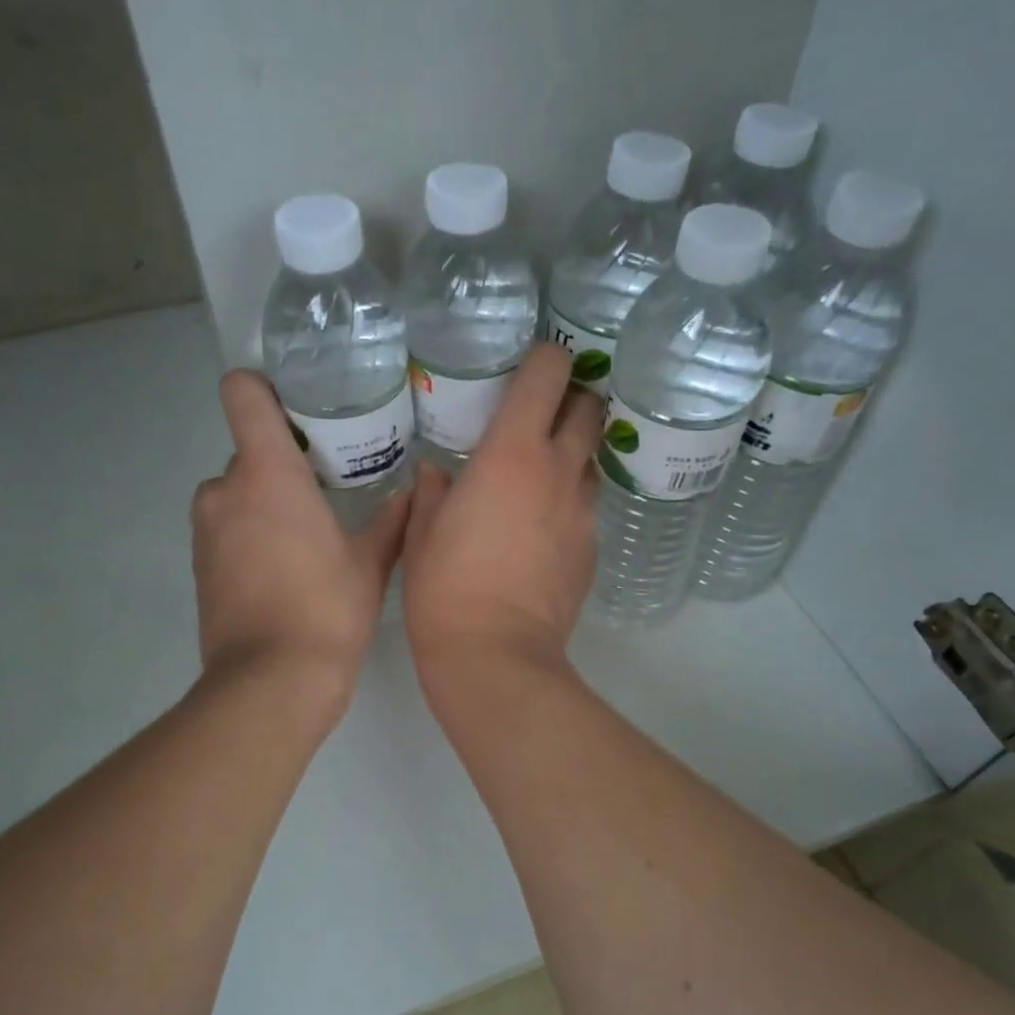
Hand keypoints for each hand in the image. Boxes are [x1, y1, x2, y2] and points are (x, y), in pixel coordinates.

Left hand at [191, 371, 409, 709]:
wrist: (272, 683)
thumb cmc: (327, 610)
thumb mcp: (371, 563)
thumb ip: (392, 520)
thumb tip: (413, 491)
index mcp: (268, 472)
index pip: (242, 393)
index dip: (264, 388)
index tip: (298, 409)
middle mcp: (225, 490)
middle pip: (249, 450)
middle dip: (284, 464)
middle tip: (327, 490)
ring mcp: (204, 530)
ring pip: (237, 493)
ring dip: (266, 502)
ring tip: (308, 536)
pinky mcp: (199, 566)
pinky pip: (226, 528)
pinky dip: (250, 534)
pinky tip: (285, 571)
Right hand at [402, 345, 604, 695]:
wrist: (495, 657)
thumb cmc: (444, 588)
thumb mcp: (422, 533)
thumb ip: (431, 491)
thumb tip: (438, 473)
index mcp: (513, 453)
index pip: (549, 374)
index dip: (545, 358)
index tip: (528, 367)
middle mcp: (559, 472)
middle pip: (590, 408)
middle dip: (571, 399)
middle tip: (539, 416)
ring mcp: (583, 513)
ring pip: (591, 461)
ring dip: (571, 454)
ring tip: (538, 476)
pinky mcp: (593, 550)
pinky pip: (586, 509)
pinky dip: (567, 504)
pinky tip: (540, 532)